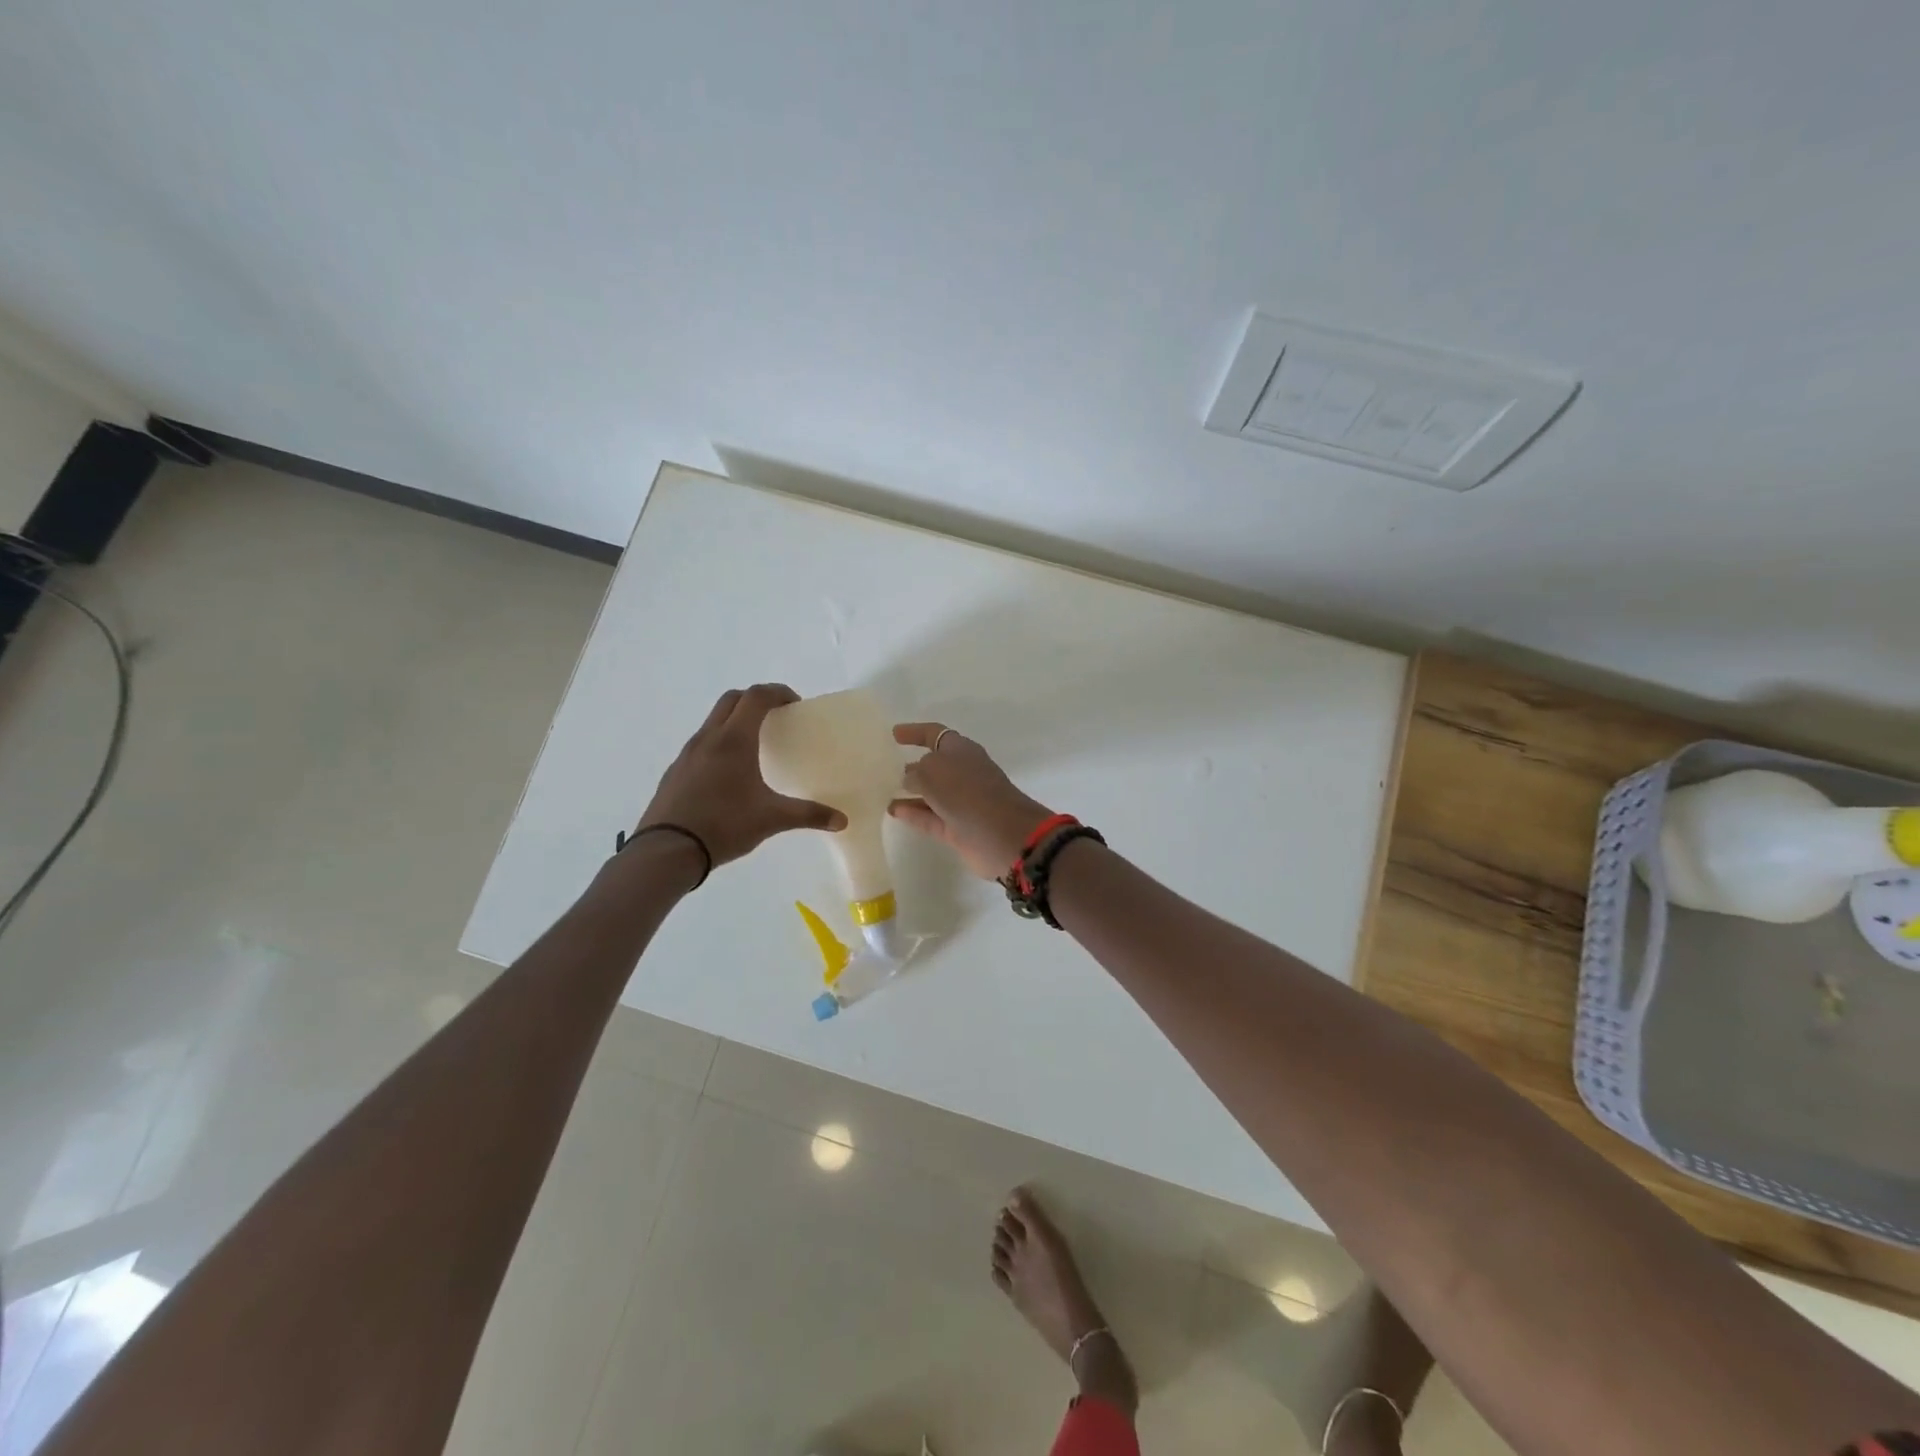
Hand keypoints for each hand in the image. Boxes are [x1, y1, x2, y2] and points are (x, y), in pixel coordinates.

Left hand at [638, 684, 846, 869]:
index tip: (795, 704)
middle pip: (731, 699)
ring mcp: (687, 753)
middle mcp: (709, 738)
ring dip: (735, 720)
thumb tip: (842, 821)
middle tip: (776, 717)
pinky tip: (728, 773)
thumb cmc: (724, 825)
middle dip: (755, 700)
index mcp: (734, 740)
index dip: (778, 693)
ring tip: (754, 745)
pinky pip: (701, 743)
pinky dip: (719, 743)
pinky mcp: (675, 771)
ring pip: (713, 720)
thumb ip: (809, 815)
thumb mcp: (772, 819)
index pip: (756, 697)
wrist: (667, 851)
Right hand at [889, 722, 1053, 879]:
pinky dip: (912, 813)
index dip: (914, 732)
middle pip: (933, 765)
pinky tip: (892, 811)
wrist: (1005, 835)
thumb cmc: (967, 792)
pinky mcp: (959, 828)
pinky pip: (930, 817)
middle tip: (883, 768)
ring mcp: (962, 802)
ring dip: (908, 792)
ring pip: (930, 793)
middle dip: (911, 766)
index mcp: (961, 750)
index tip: (893, 734)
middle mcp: (963, 772)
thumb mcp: (932, 771)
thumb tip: (910, 779)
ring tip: (882, 792)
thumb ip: (915, 772)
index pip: (934, 734)